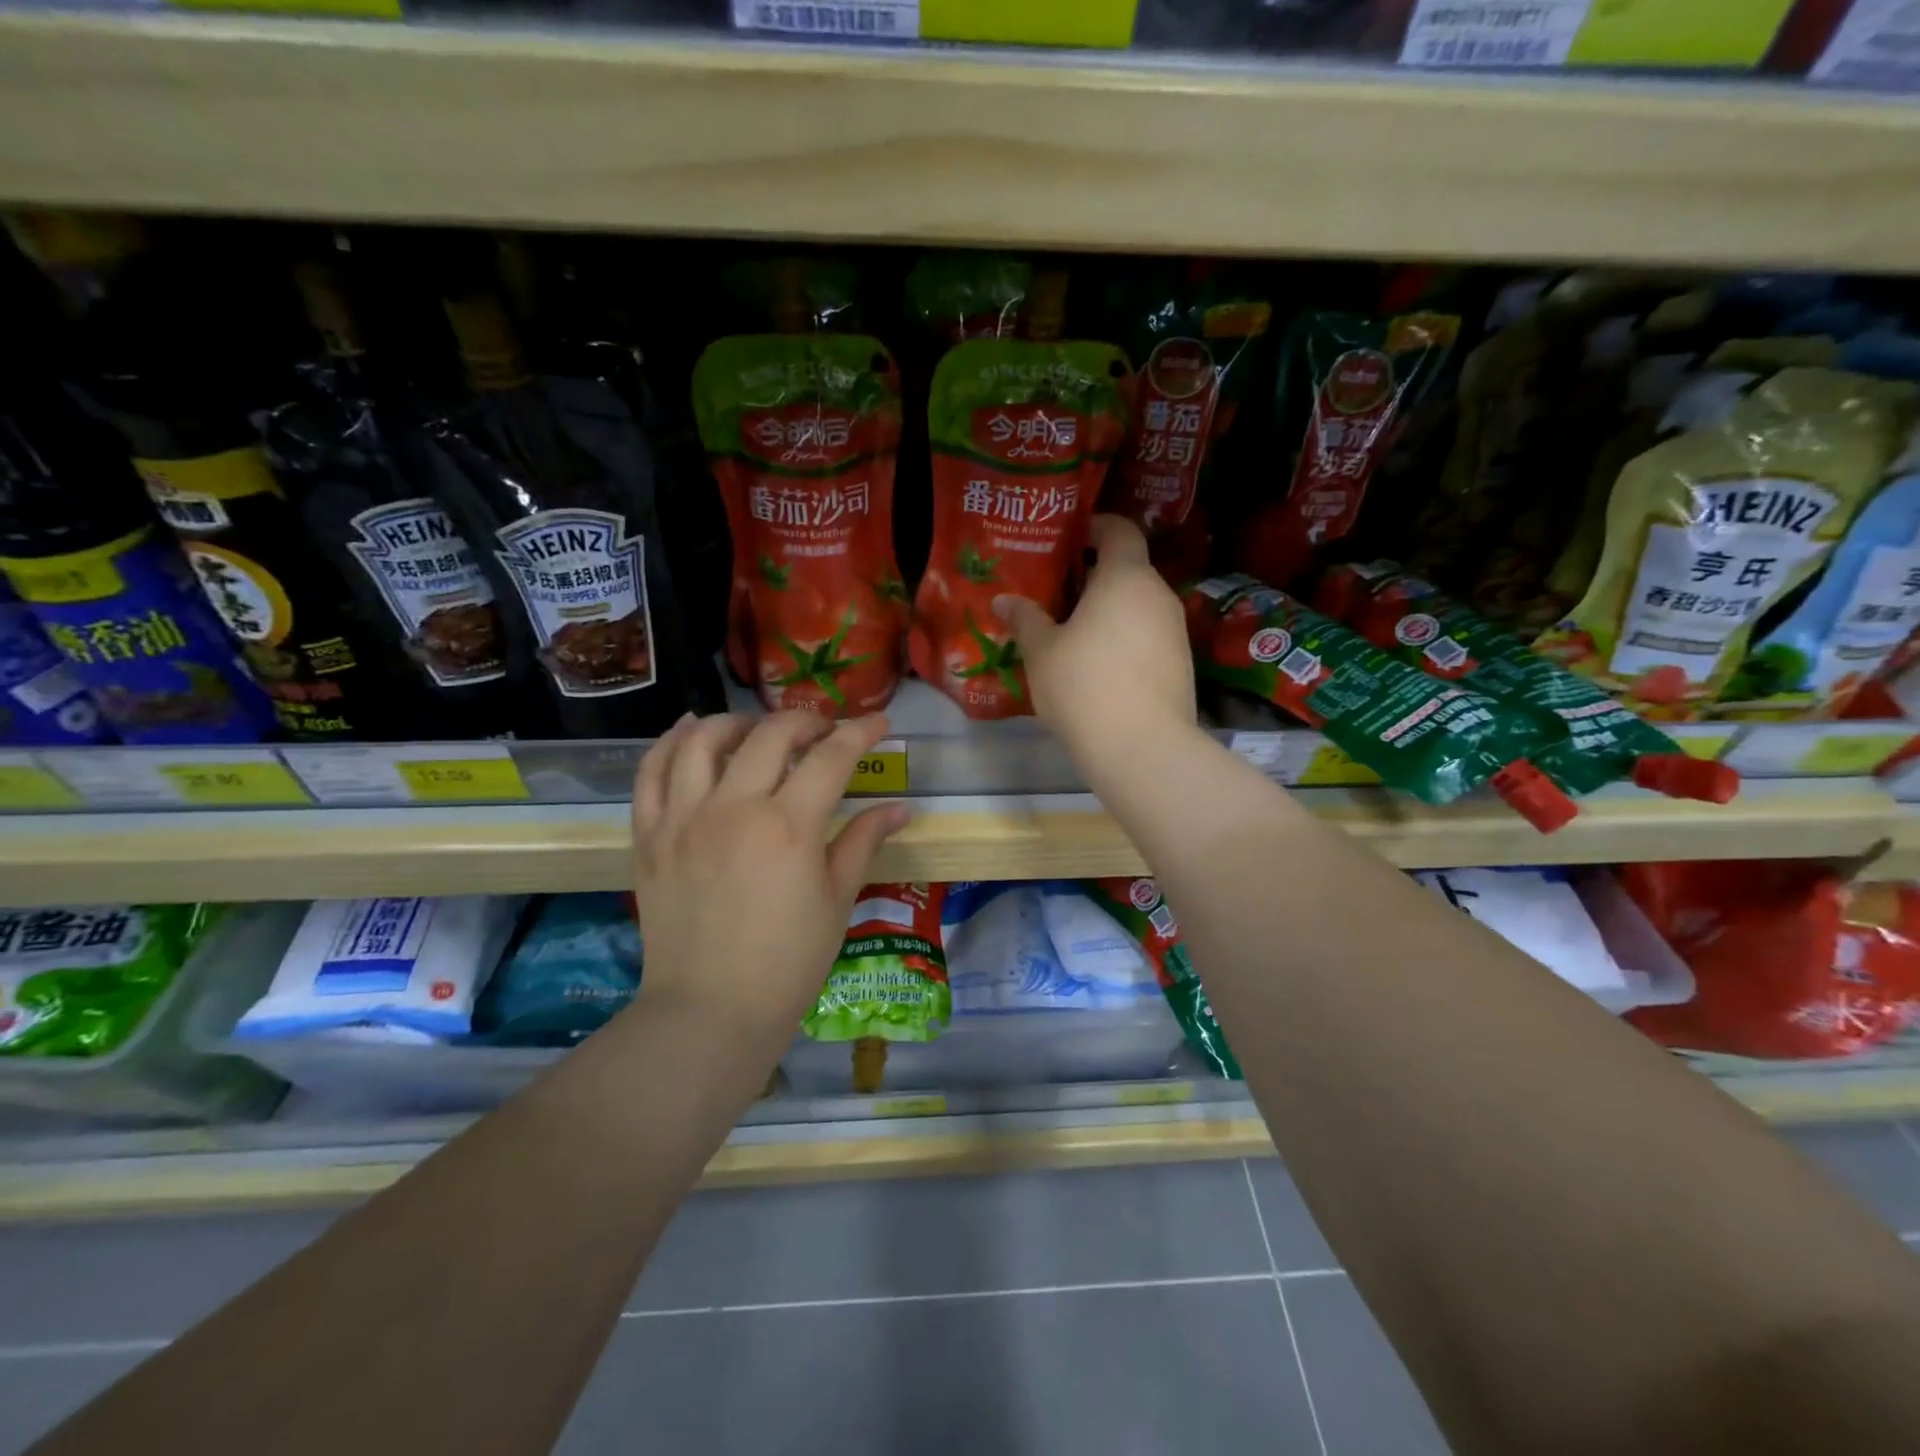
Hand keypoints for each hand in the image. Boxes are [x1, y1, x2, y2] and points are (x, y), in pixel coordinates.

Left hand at [630, 711, 910, 1048]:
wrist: (710, 1011)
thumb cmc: (788, 962)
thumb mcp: (837, 900)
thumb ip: (863, 842)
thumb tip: (899, 808)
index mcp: (788, 827)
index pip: (831, 757)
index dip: (859, 733)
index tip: (876, 723)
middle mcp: (733, 808)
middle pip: (770, 736)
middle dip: (805, 721)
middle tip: (822, 731)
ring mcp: (683, 819)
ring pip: (703, 740)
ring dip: (737, 722)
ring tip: (757, 730)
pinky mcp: (649, 836)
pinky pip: (651, 773)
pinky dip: (671, 743)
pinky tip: (691, 732)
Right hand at [995, 515, 1197, 772]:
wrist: (1141, 747)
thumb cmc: (1083, 686)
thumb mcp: (1042, 652)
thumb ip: (1025, 619)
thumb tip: (1005, 600)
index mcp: (1126, 577)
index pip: (1120, 530)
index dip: (1096, 526)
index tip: (1071, 538)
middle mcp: (1158, 595)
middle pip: (1129, 570)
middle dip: (1096, 576)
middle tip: (1060, 593)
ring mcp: (1176, 630)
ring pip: (1140, 606)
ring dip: (1112, 610)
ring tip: (1076, 633)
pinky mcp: (1182, 664)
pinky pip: (1149, 636)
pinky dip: (1126, 639)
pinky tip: (1101, 667)